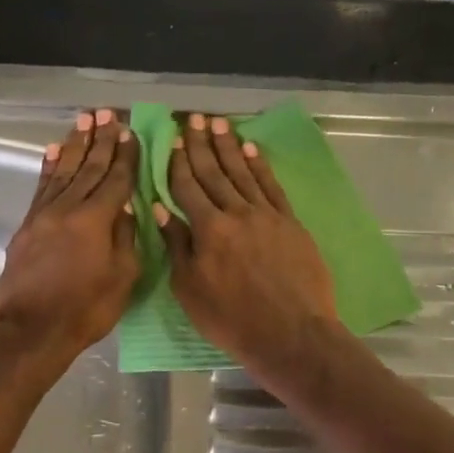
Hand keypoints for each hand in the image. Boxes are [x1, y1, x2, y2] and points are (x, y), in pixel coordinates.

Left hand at [0, 108, 139, 365]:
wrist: (31, 330)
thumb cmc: (85, 309)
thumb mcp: (122, 279)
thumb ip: (126, 238)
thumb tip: (126, 209)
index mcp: (96, 220)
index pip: (115, 180)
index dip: (125, 156)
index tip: (130, 133)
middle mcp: (68, 208)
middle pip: (88, 167)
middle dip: (100, 140)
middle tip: (107, 114)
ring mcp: (43, 215)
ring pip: (63, 171)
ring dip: (74, 144)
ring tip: (84, 121)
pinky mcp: (27, 225)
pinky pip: (41, 187)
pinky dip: (49, 167)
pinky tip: (54, 151)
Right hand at [157, 112, 338, 380]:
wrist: (292, 333)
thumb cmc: (232, 319)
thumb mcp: (190, 290)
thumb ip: (177, 246)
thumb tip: (161, 209)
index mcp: (208, 229)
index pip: (188, 187)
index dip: (179, 162)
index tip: (173, 140)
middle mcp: (237, 213)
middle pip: (215, 172)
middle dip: (202, 145)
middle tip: (195, 119)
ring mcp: (267, 215)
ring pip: (244, 173)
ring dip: (230, 147)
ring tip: (219, 124)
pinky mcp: (291, 223)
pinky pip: (272, 186)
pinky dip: (260, 166)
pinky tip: (251, 150)